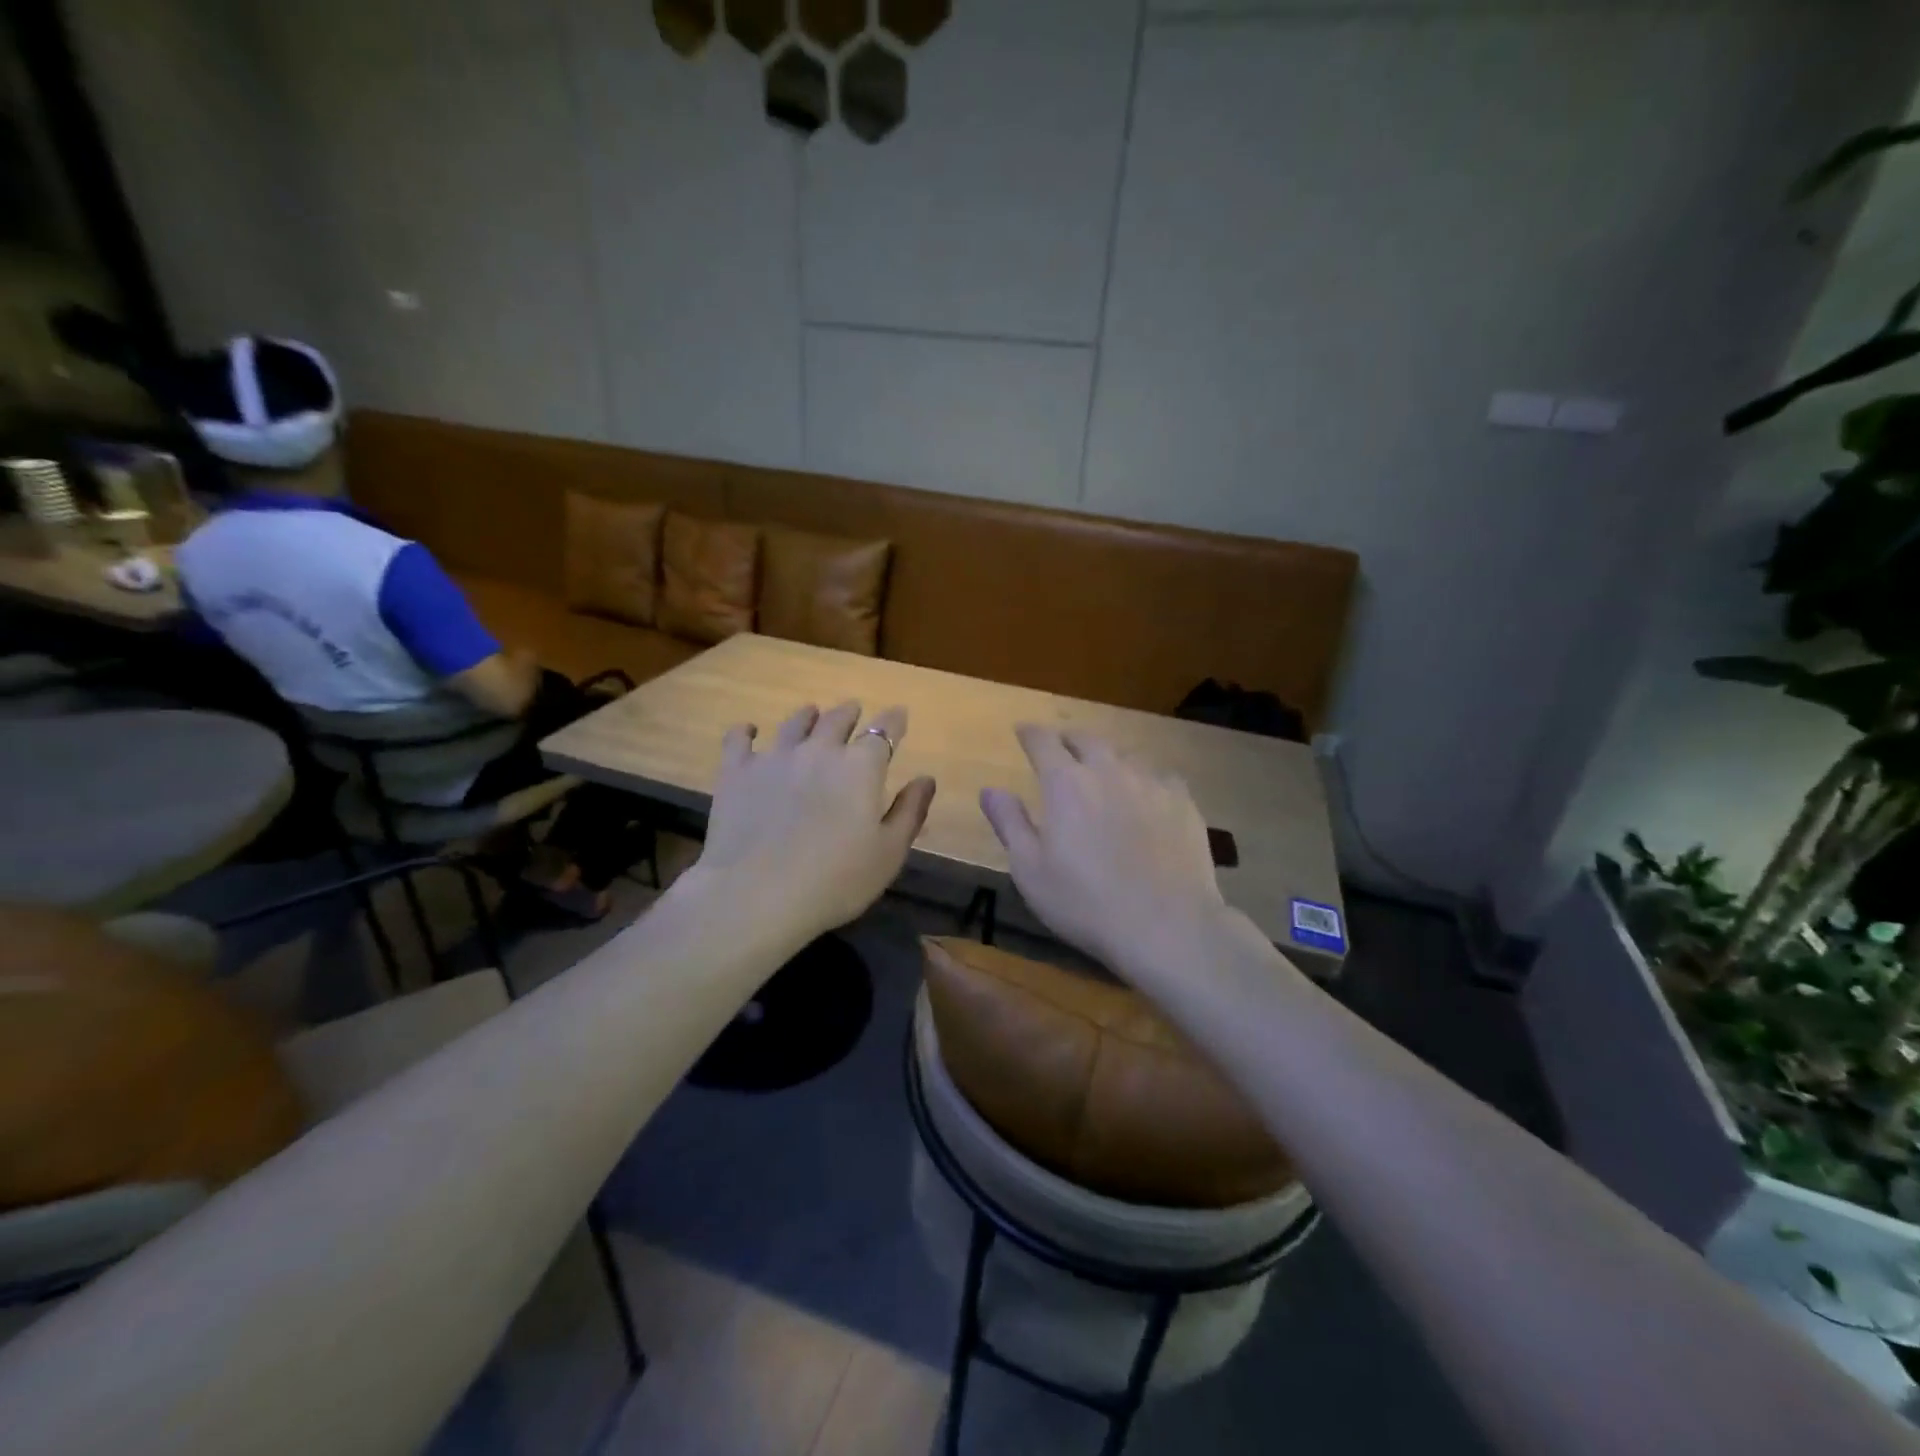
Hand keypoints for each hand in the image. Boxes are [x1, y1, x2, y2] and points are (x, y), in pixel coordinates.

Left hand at [694, 701, 935, 943]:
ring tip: (811, 714)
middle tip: (854, 711)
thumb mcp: (888, 853)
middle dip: (850, 713)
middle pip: (838, 719)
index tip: (899, 715)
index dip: (894, 720)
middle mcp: (819, 750)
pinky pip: (739, 739)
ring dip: (807, 716)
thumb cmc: (835, 880)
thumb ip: (909, 812)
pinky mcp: (736, 772)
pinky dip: (746, 731)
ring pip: (794, 723)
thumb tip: (926, 779)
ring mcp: (774, 757)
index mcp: (861, 767)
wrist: (757, 894)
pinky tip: (748, 731)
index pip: (884, 731)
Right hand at [981, 726, 1227, 975]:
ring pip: (1124, 755)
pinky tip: (1146, 797)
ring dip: (1107, 759)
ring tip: (1103, 773)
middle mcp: (1108, 770)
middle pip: (1086, 739)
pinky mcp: (1183, 801)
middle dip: (1068, 740)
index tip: (1023, 732)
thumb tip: (990, 789)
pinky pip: (1159, 776)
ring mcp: (1150, 782)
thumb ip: (1009, 823)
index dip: (1030, 733)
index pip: (1042, 741)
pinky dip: (1144, 780)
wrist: (1167, 926)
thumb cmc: (1085, 903)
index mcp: (1065, 783)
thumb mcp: (1030, 870)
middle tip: (1061, 749)